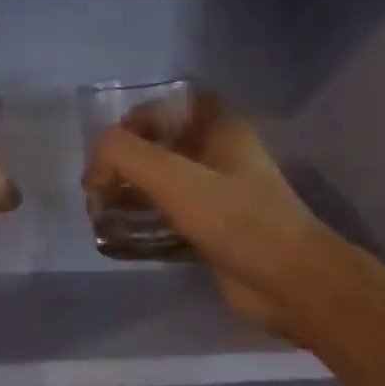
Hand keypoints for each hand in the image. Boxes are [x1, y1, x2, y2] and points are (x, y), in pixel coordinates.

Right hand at [82, 93, 326, 336]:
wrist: (290, 282)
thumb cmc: (237, 219)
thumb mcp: (174, 178)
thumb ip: (125, 156)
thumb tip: (94, 168)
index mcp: (221, 131)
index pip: (176, 104)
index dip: (142, 115)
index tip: (112, 143)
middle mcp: (220, 158)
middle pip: (165, 144)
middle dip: (127, 159)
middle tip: (97, 184)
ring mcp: (218, 197)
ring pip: (165, 182)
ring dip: (131, 191)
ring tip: (100, 211)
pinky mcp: (213, 232)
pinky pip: (170, 216)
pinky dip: (144, 221)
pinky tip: (120, 235)